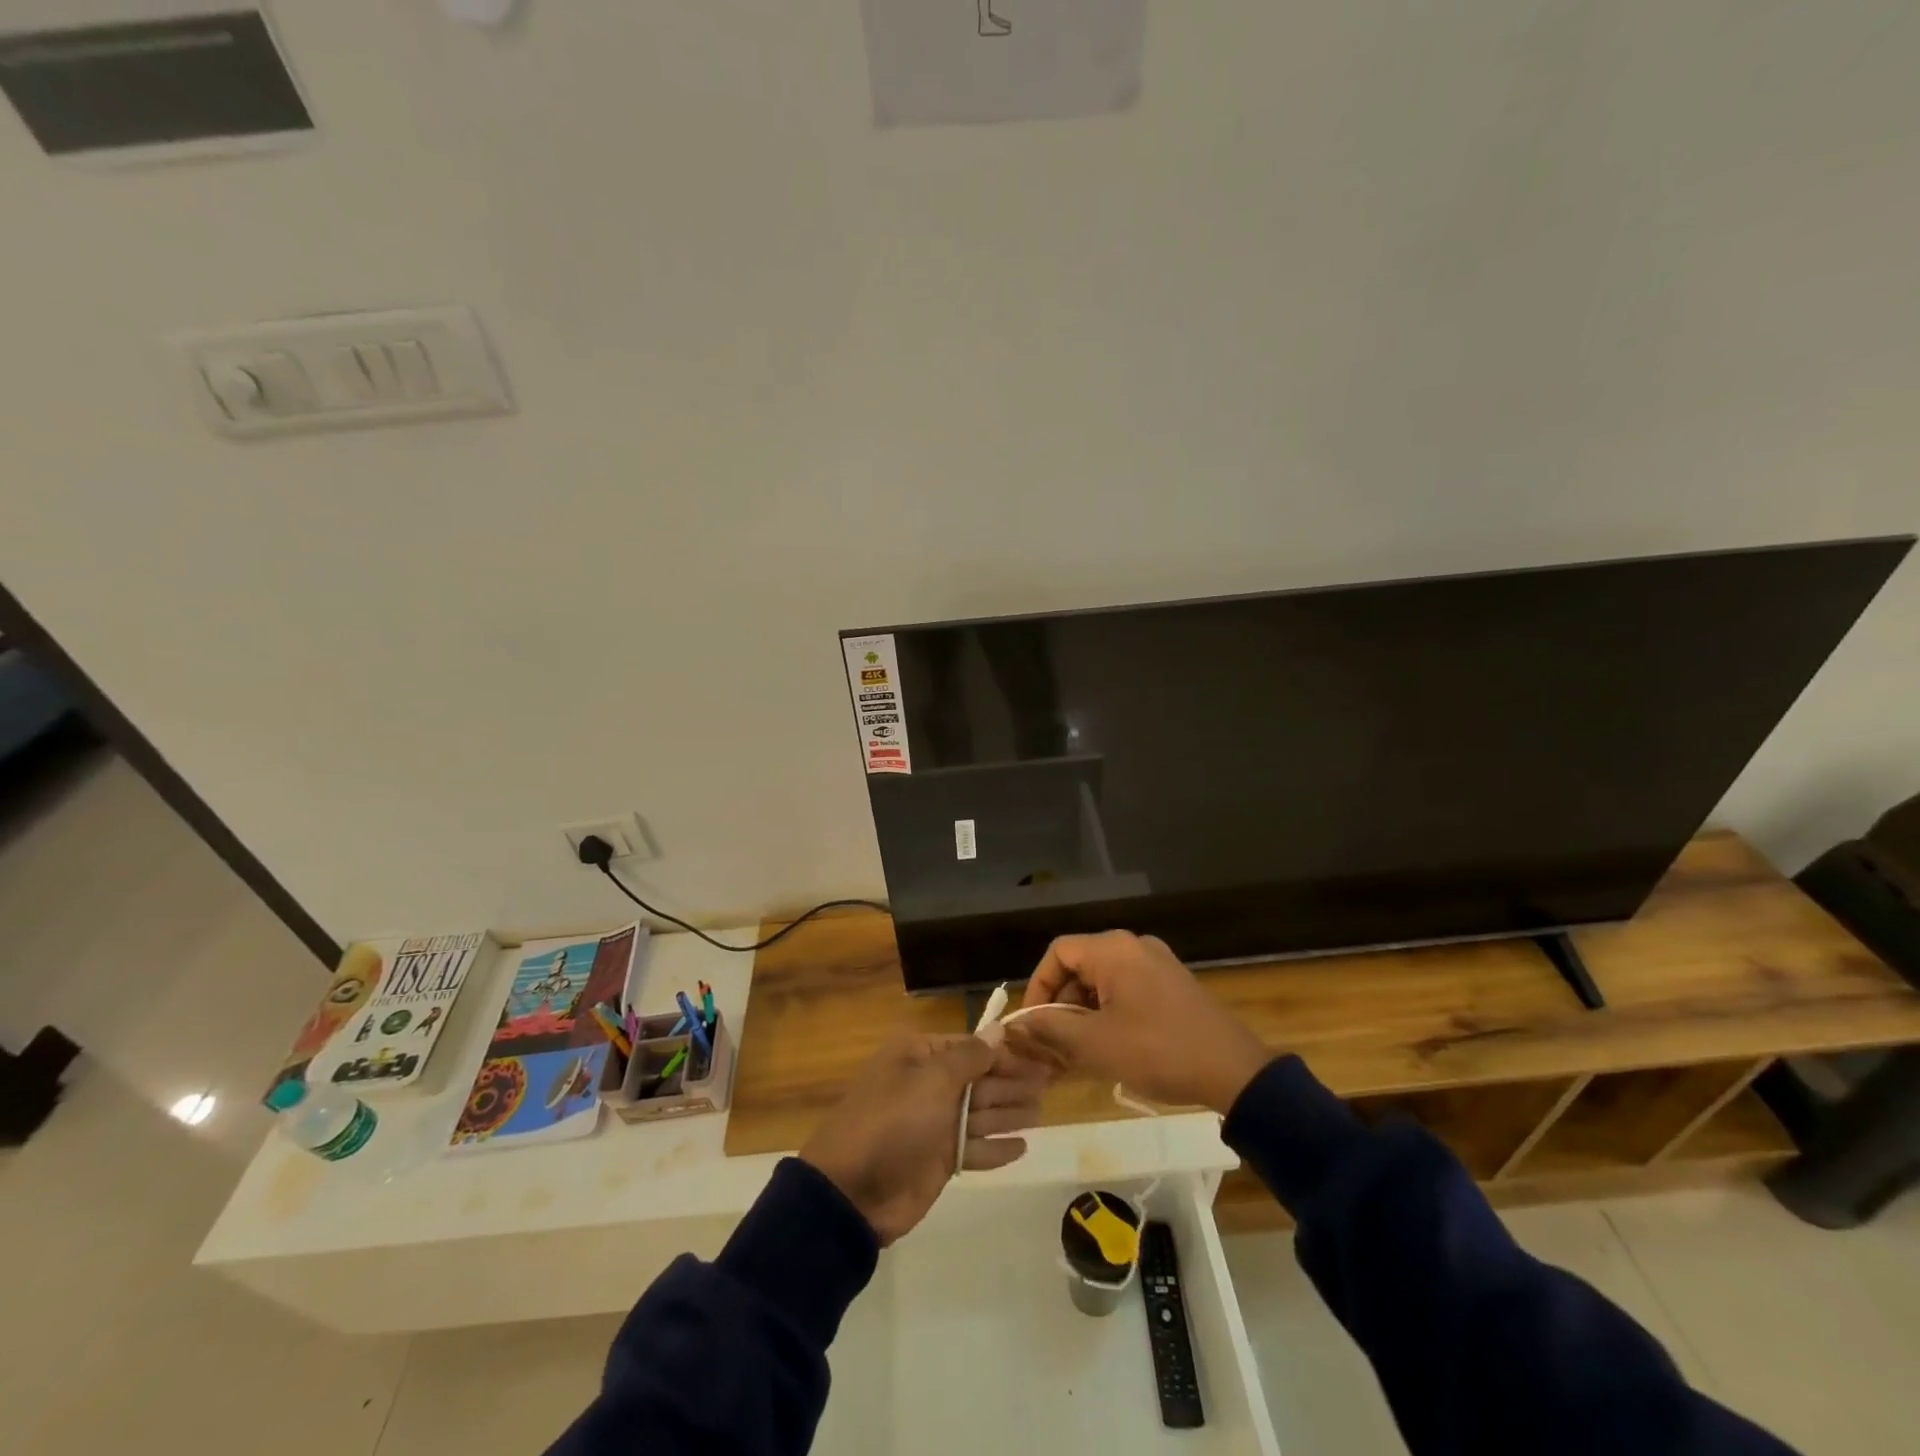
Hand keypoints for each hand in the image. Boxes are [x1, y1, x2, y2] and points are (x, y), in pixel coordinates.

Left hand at [800, 1033, 1046, 1244]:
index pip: (970, 1046)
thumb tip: (999, 1029)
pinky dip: (996, 1147)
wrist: (853, 1192)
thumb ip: (971, 1057)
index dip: (1005, 1051)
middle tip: (1051, 1081)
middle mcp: (927, 1084)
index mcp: (918, 1056)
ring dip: (1010, 1112)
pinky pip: (974, 1148)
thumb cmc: (894, 1122)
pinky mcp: (937, 1160)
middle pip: (979, 1079)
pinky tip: (1022, 1147)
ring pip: (980, 1114)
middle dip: (1013, 1081)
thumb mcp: (933, 1081)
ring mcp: (932, 1124)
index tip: (1039, 1054)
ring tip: (1043, 1111)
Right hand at [1004, 931, 1271, 1113]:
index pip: (1058, 953)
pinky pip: (1128, 991)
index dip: (1038, 986)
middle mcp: (1134, 946)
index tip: (1033, 1024)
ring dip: (1084, 1014)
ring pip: (1104, 982)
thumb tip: (1018, 1024)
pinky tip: (1108, 1049)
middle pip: (1080, 966)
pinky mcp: (1173, 984)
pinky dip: (1110, 1014)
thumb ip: (1051, 1029)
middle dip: (1061, 1006)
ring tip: (1077, 1055)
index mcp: (1113, 950)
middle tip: (1052, 1047)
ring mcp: (1158, 964)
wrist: (1235, 1071)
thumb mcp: (1096, 1044)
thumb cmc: (1158, 1051)